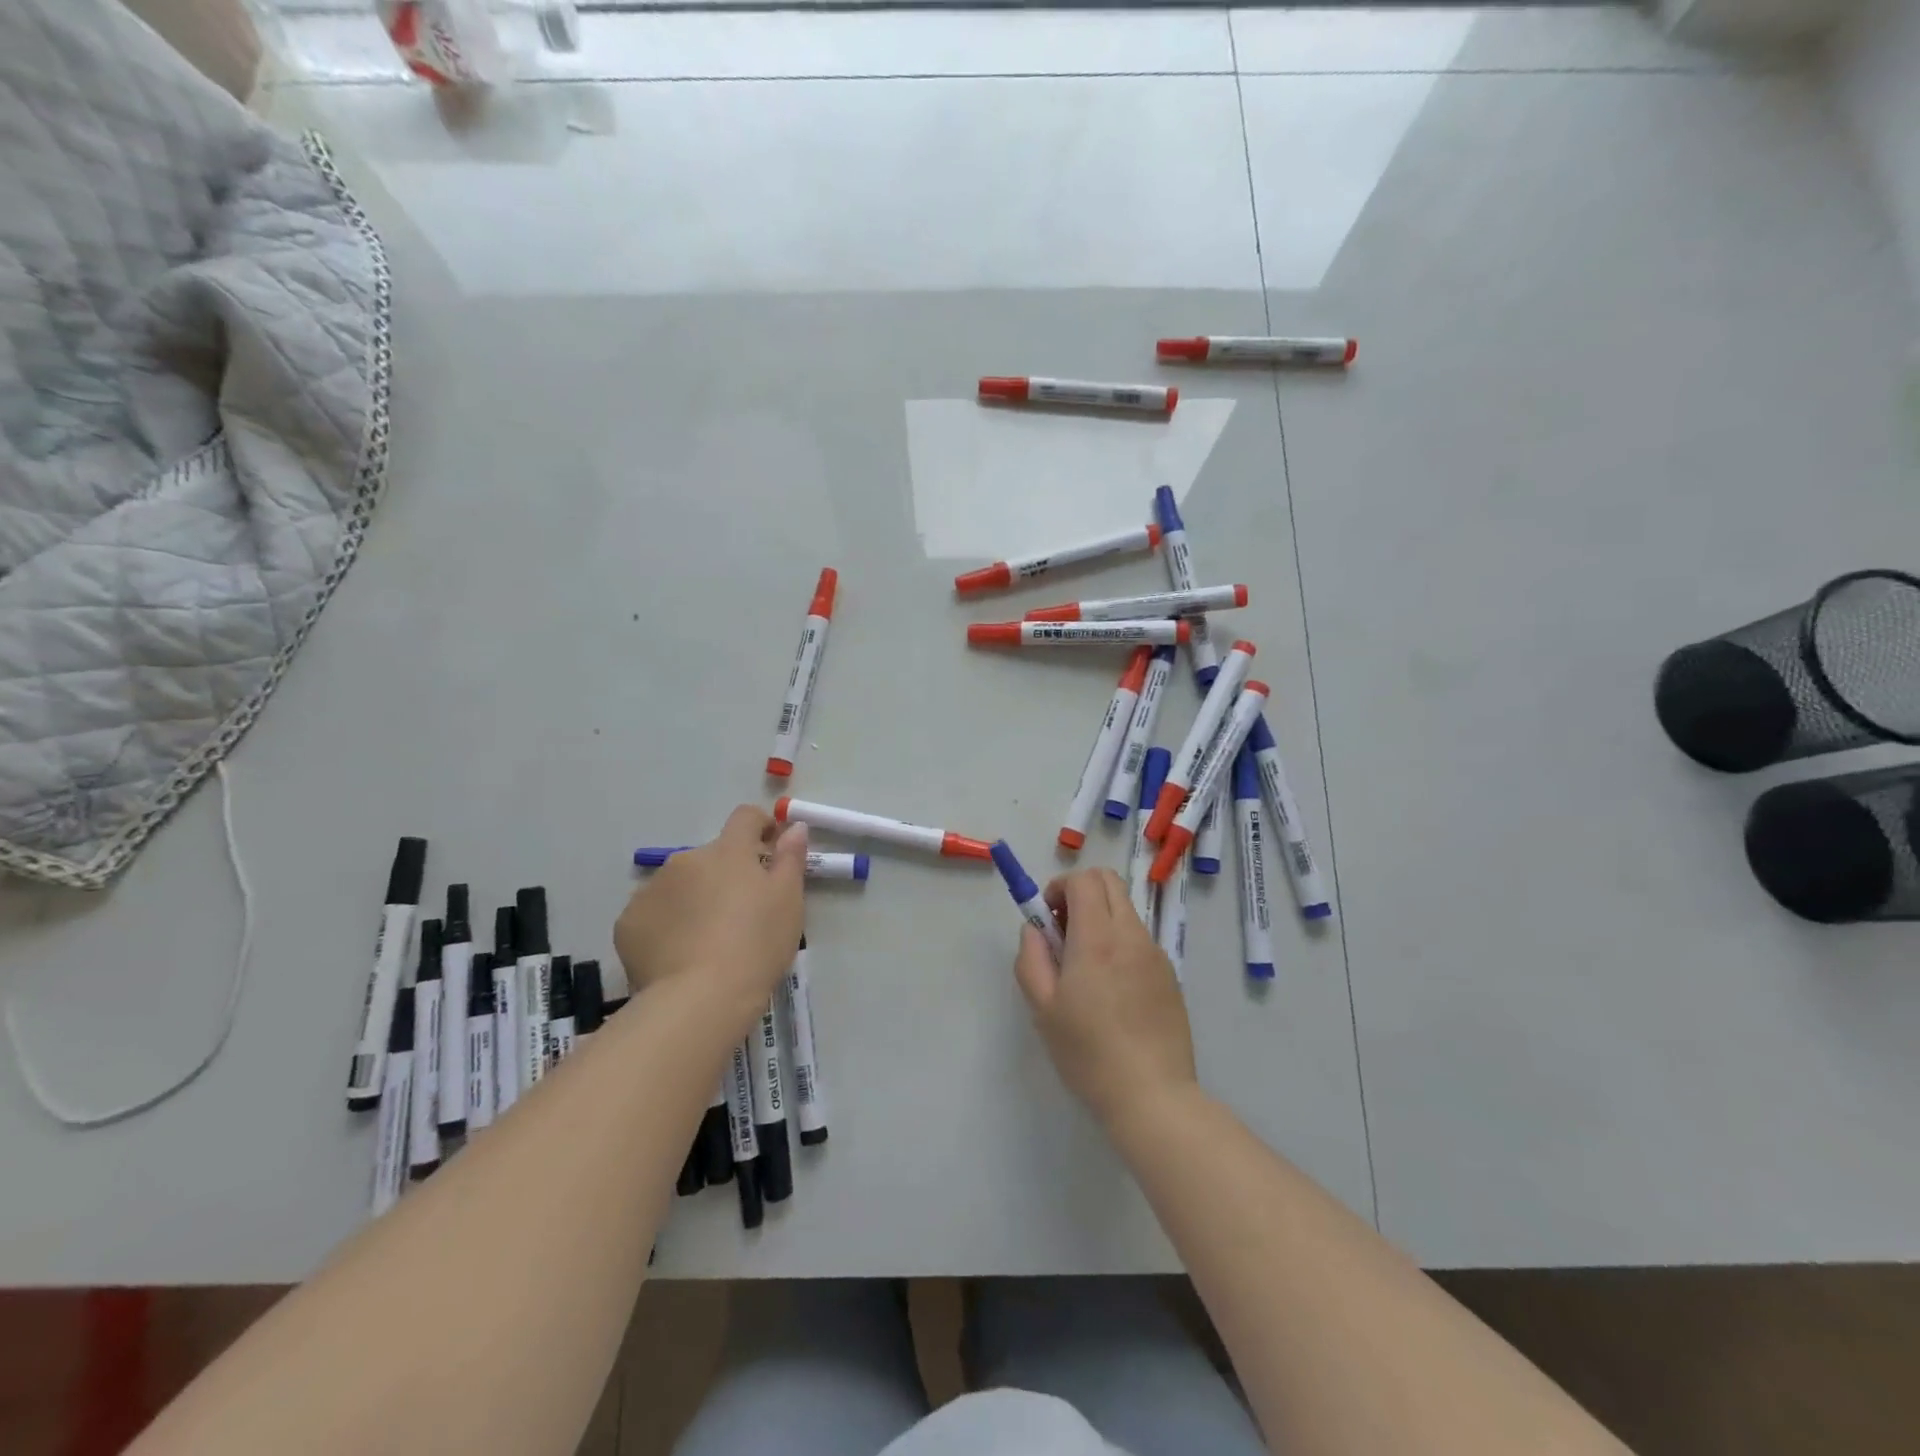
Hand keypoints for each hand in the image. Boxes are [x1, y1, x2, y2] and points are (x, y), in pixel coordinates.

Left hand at [613, 807, 806, 1028]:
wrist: (700, 998)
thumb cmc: (756, 945)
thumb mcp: (788, 901)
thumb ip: (791, 857)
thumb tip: (793, 826)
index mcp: (728, 851)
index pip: (745, 817)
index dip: (759, 827)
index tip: (769, 848)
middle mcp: (685, 859)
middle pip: (710, 856)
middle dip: (725, 874)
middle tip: (740, 913)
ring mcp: (651, 890)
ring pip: (679, 884)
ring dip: (694, 898)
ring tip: (706, 939)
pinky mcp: (628, 922)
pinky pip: (653, 913)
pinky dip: (666, 924)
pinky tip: (678, 954)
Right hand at [1012, 868, 1196, 1129]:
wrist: (1153, 1095)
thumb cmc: (1088, 1052)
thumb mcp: (1042, 1007)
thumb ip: (1032, 957)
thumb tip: (1035, 929)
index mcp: (1098, 938)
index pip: (1084, 880)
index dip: (1059, 887)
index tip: (1047, 918)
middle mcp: (1132, 935)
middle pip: (1110, 882)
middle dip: (1081, 892)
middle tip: (1064, 932)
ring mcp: (1156, 954)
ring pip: (1126, 910)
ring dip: (1101, 918)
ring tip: (1085, 967)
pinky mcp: (1170, 975)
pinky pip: (1140, 939)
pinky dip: (1120, 942)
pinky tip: (1112, 990)